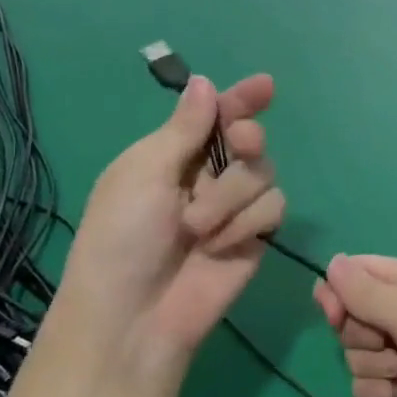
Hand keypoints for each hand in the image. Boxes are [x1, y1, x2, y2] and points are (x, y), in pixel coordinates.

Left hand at [53, 74, 283, 381]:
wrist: (135, 316)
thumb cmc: (123, 236)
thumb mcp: (144, 172)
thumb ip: (184, 128)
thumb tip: (204, 80)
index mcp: (172, 153)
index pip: (214, 115)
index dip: (241, 99)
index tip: (264, 86)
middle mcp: (207, 175)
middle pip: (249, 137)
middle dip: (246, 138)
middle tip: (239, 144)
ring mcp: (233, 206)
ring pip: (263, 172)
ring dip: (231, 195)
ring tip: (197, 228)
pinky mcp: (255, 236)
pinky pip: (273, 206)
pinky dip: (247, 223)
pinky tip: (220, 246)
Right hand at [313, 256, 396, 396]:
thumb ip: (367, 292)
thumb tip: (332, 262)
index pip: (358, 272)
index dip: (338, 292)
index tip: (333, 315)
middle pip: (353, 314)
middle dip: (357, 333)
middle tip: (386, 344)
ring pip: (357, 351)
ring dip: (369, 365)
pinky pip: (369, 382)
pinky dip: (375, 390)